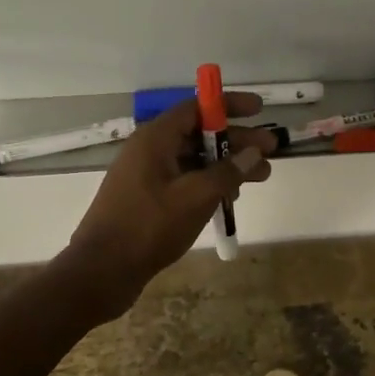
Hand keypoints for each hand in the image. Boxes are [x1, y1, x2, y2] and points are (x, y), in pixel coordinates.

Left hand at [60, 92, 274, 318]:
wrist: (103, 270)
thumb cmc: (149, 227)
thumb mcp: (196, 197)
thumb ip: (228, 172)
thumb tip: (254, 153)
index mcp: (155, 139)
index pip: (197, 108)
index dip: (229, 106)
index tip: (259, 109)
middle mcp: (149, 150)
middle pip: (199, 134)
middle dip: (236, 141)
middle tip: (271, 149)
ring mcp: (146, 176)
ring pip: (193, 160)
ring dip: (226, 166)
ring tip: (261, 177)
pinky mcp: (147, 199)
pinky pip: (183, 180)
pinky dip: (208, 184)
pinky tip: (230, 199)